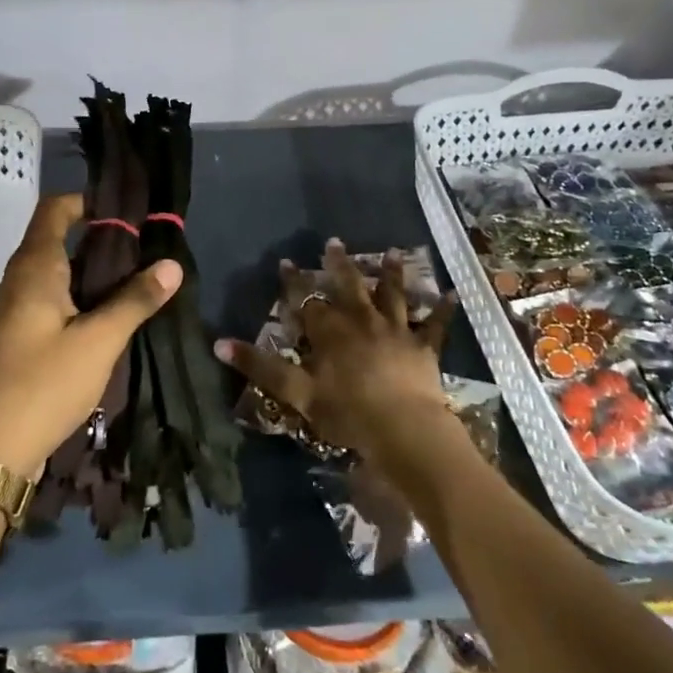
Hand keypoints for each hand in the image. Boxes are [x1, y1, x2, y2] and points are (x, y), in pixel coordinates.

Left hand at [0, 193, 180, 478]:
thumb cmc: (42, 386)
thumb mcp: (98, 342)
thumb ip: (135, 301)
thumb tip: (171, 264)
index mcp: (33, 269)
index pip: (55, 209)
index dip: (88, 201)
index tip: (129, 211)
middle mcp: (18, 281)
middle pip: (56, 238)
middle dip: (98, 237)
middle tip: (145, 247)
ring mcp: (13, 311)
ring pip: (54, 272)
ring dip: (90, 270)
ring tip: (135, 278)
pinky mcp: (16, 338)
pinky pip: (50, 300)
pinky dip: (78, 296)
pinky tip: (107, 316)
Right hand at [214, 241, 458, 466]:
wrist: (403, 430)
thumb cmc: (346, 413)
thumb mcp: (296, 393)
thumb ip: (260, 367)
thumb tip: (219, 344)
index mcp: (331, 333)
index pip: (307, 300)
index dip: (295, 282)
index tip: (286, 261)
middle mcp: (363, 322)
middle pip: (349, 287)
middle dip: (339, 265)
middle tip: (334, 242)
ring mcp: (396, 332)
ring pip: (392, 296)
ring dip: (391, 273)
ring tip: (392, 251)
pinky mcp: (424, 348)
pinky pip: (435, 325)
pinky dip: (443, 310)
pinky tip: (453, 294)